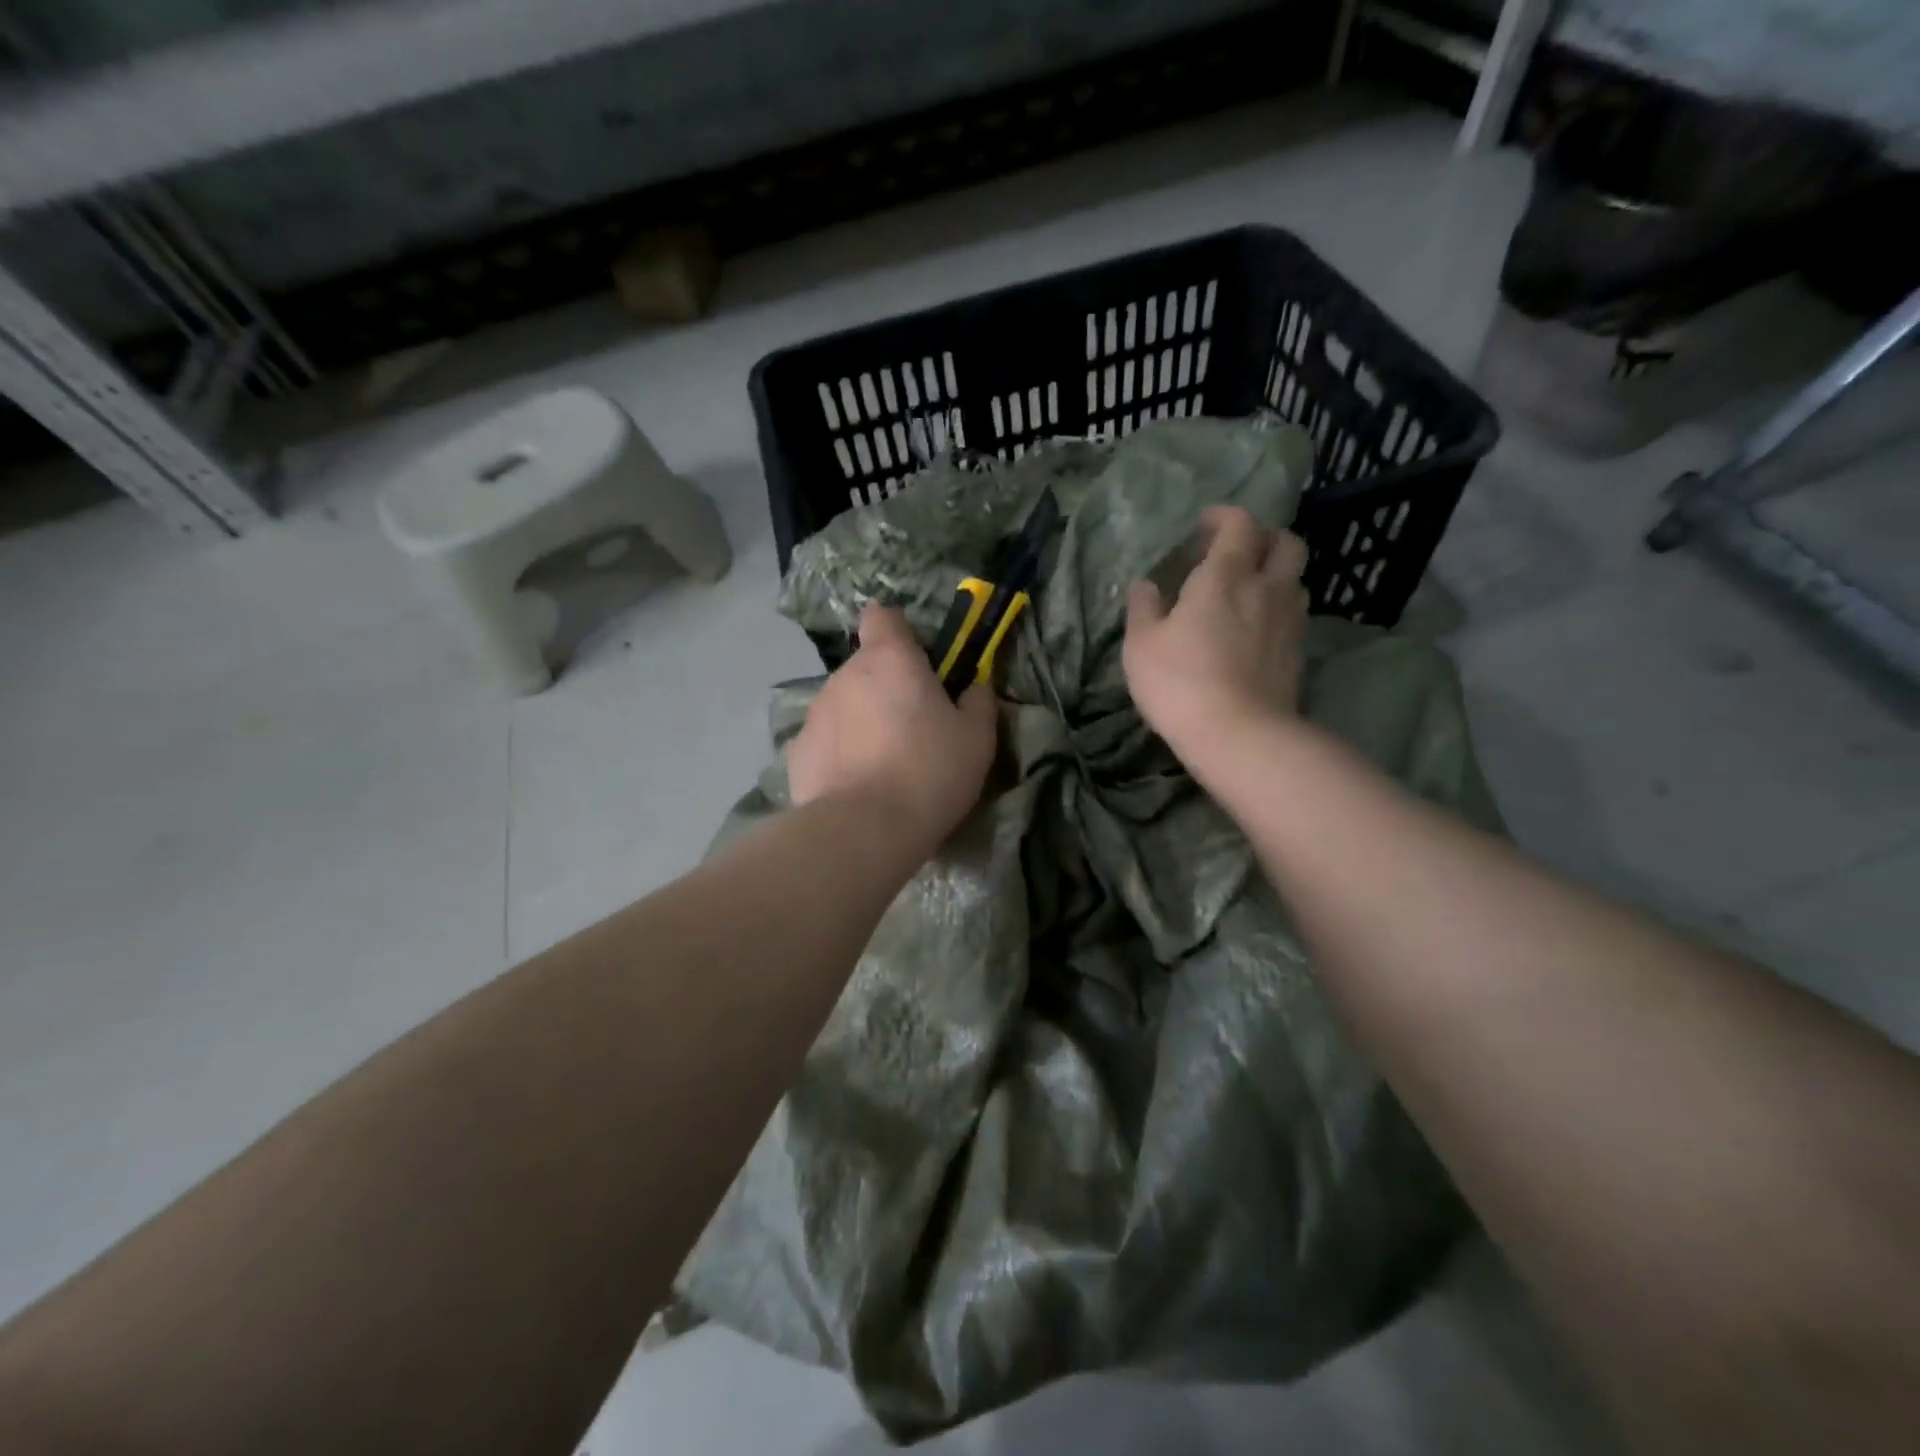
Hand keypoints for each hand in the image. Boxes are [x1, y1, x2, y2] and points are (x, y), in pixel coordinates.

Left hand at [787, 602, 997, 846]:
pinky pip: (826, 741)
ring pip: (844, 705)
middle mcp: (845, 675)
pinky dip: (840, 754)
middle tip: (913, 729)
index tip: (917, 660)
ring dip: (862, 721)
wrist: (864, 829)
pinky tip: (856, 787)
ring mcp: (815, 713)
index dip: (898, 632)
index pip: (882, 616)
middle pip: (866, 667)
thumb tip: (974, 687)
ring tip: (883, 766)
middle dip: (886, 687)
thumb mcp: (976, 739)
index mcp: (890, 659)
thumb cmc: (929, 772)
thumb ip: (978, 702)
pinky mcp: (797, 752)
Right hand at [1123, 506, 1308, 761]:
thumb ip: (1143, 607)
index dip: (1224, 518)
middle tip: (1237, 554)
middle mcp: (1266, 587)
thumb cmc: (1180, 682)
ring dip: (1275, 575)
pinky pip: (1294, 614)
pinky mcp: (1298, 652)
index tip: (1205, 526)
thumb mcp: (1141, 644)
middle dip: (1263, 539)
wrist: (1238, 734)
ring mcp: (1289, 620)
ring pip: (1295, 579)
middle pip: (1285, 543)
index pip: (1240, 524)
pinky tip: (1256, 630)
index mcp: (1226, 575)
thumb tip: (1145, 585)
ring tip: (1248, 593)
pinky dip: (1277, 609)